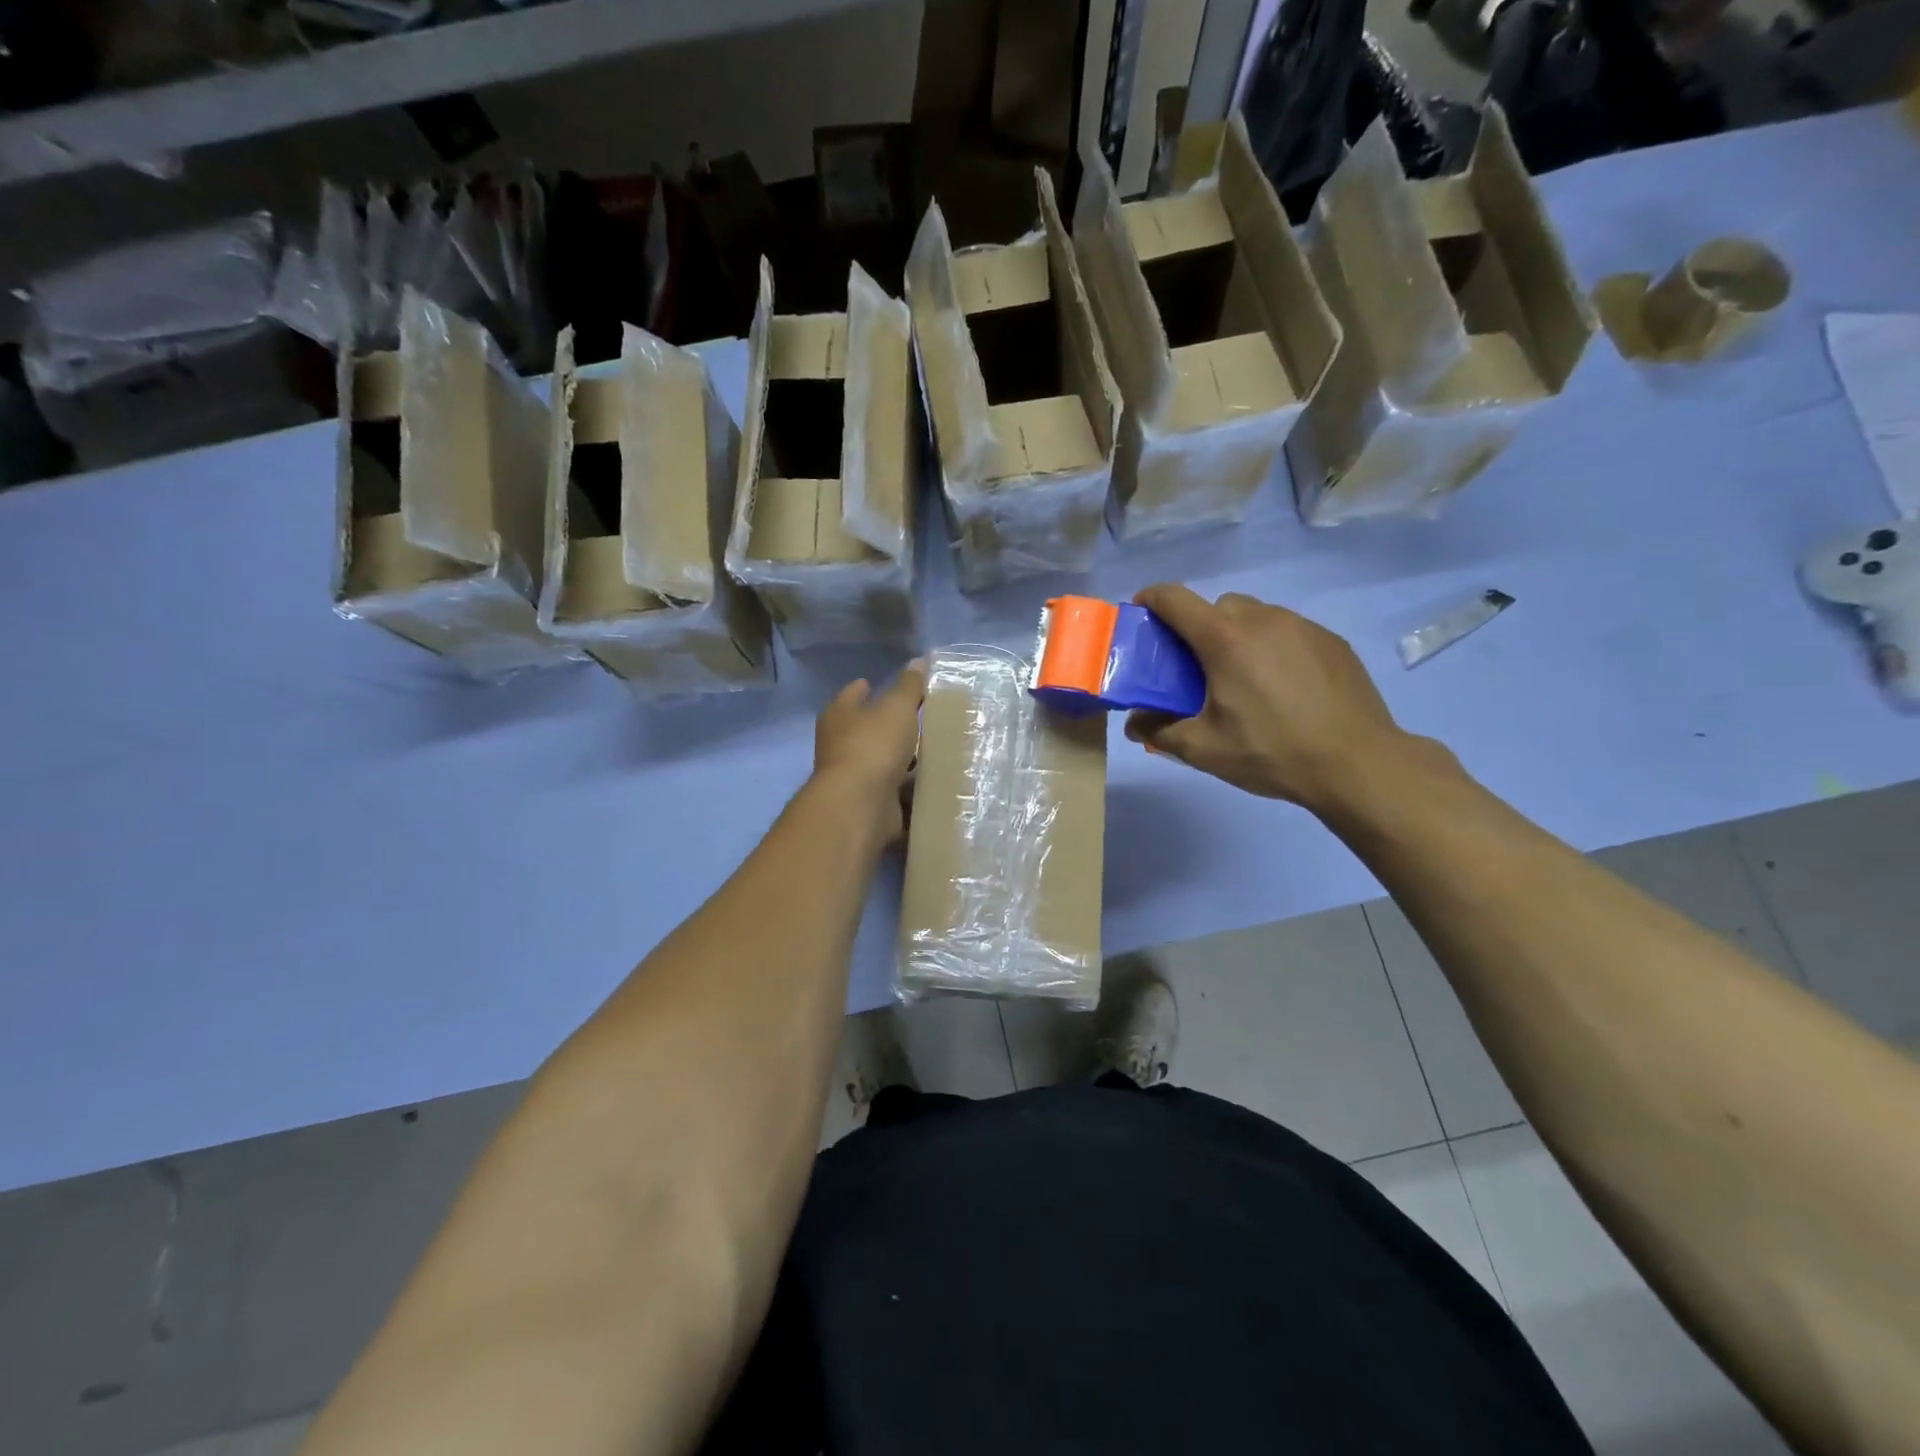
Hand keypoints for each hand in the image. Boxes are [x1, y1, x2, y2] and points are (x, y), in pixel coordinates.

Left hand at [812, 659, 926, 842]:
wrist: (859, 805)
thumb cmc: (873, 746)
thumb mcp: (897, 708)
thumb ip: (909, 686)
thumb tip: (918, 661)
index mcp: (839, 715)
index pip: (852, 694)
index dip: (865, 687)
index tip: (880, 684)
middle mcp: (839, 745)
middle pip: (865, 728)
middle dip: (887, 724)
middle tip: (917, 717)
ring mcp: (853, 776)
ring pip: (881, 760)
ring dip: (901, 757)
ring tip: (931, 748)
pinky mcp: (868, 802)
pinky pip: (893, 788)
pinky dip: (908, 785)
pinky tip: (930, 779)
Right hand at [1125, 586, 1431, 816]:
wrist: (1357, 763)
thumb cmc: (1271, 752)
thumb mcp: (1204, 749)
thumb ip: (1160, 730)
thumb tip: (1134, 722)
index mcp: (1224, 638)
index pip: (1175, 598)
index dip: (1151, 599)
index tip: (1142, 615)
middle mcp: (1263, 619)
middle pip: (1217, 606)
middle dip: (1199, 628)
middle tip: (1198, 668)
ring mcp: (1303, 626)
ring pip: (1256, 616)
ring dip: (1239, 637)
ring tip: (1245, 680)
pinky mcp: (1331, 640)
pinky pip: (1288, 631)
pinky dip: (1274, 648)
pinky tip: (1284, 688)